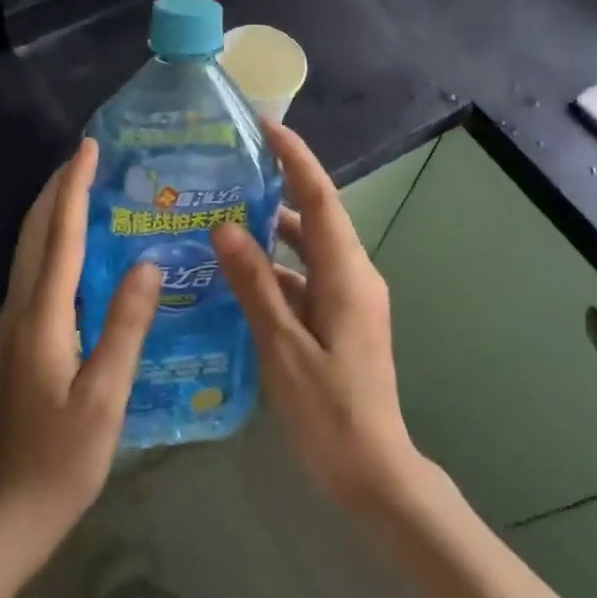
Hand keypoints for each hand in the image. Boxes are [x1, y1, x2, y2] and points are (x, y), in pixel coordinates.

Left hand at [0, 139, 159, 562]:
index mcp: (42, 316)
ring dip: (53, 210)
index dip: (73, 188)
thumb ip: (125, 327)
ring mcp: (16, 322)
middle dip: (58, 188)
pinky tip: (79, 244)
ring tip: (86, 186)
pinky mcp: (21, 336)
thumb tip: (148, 263)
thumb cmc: (65, 456)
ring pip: (31, 248)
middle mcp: (21, 308)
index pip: (59, 236)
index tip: (89, 149)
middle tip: (90, 157)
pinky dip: (53, 239)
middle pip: (35, 232)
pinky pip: (36, 269)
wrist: (12, 507)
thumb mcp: (106, 396)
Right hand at [213, 121, 424, 513]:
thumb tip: (226, 228)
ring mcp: (349, 299)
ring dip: (271, 231)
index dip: (295, 158)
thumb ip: (255, 284)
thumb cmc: (329, 410)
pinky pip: (305, 278)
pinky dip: (274, 270)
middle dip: (278, 187)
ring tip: (222, 215)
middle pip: (315, 217)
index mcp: (347, 274)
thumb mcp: (282, 346)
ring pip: (307, 250)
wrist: (374, 472)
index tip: (266, 126)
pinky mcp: (341, 320)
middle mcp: (353, 276)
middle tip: (230, 169)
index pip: (319, 198)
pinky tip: (236, 276)